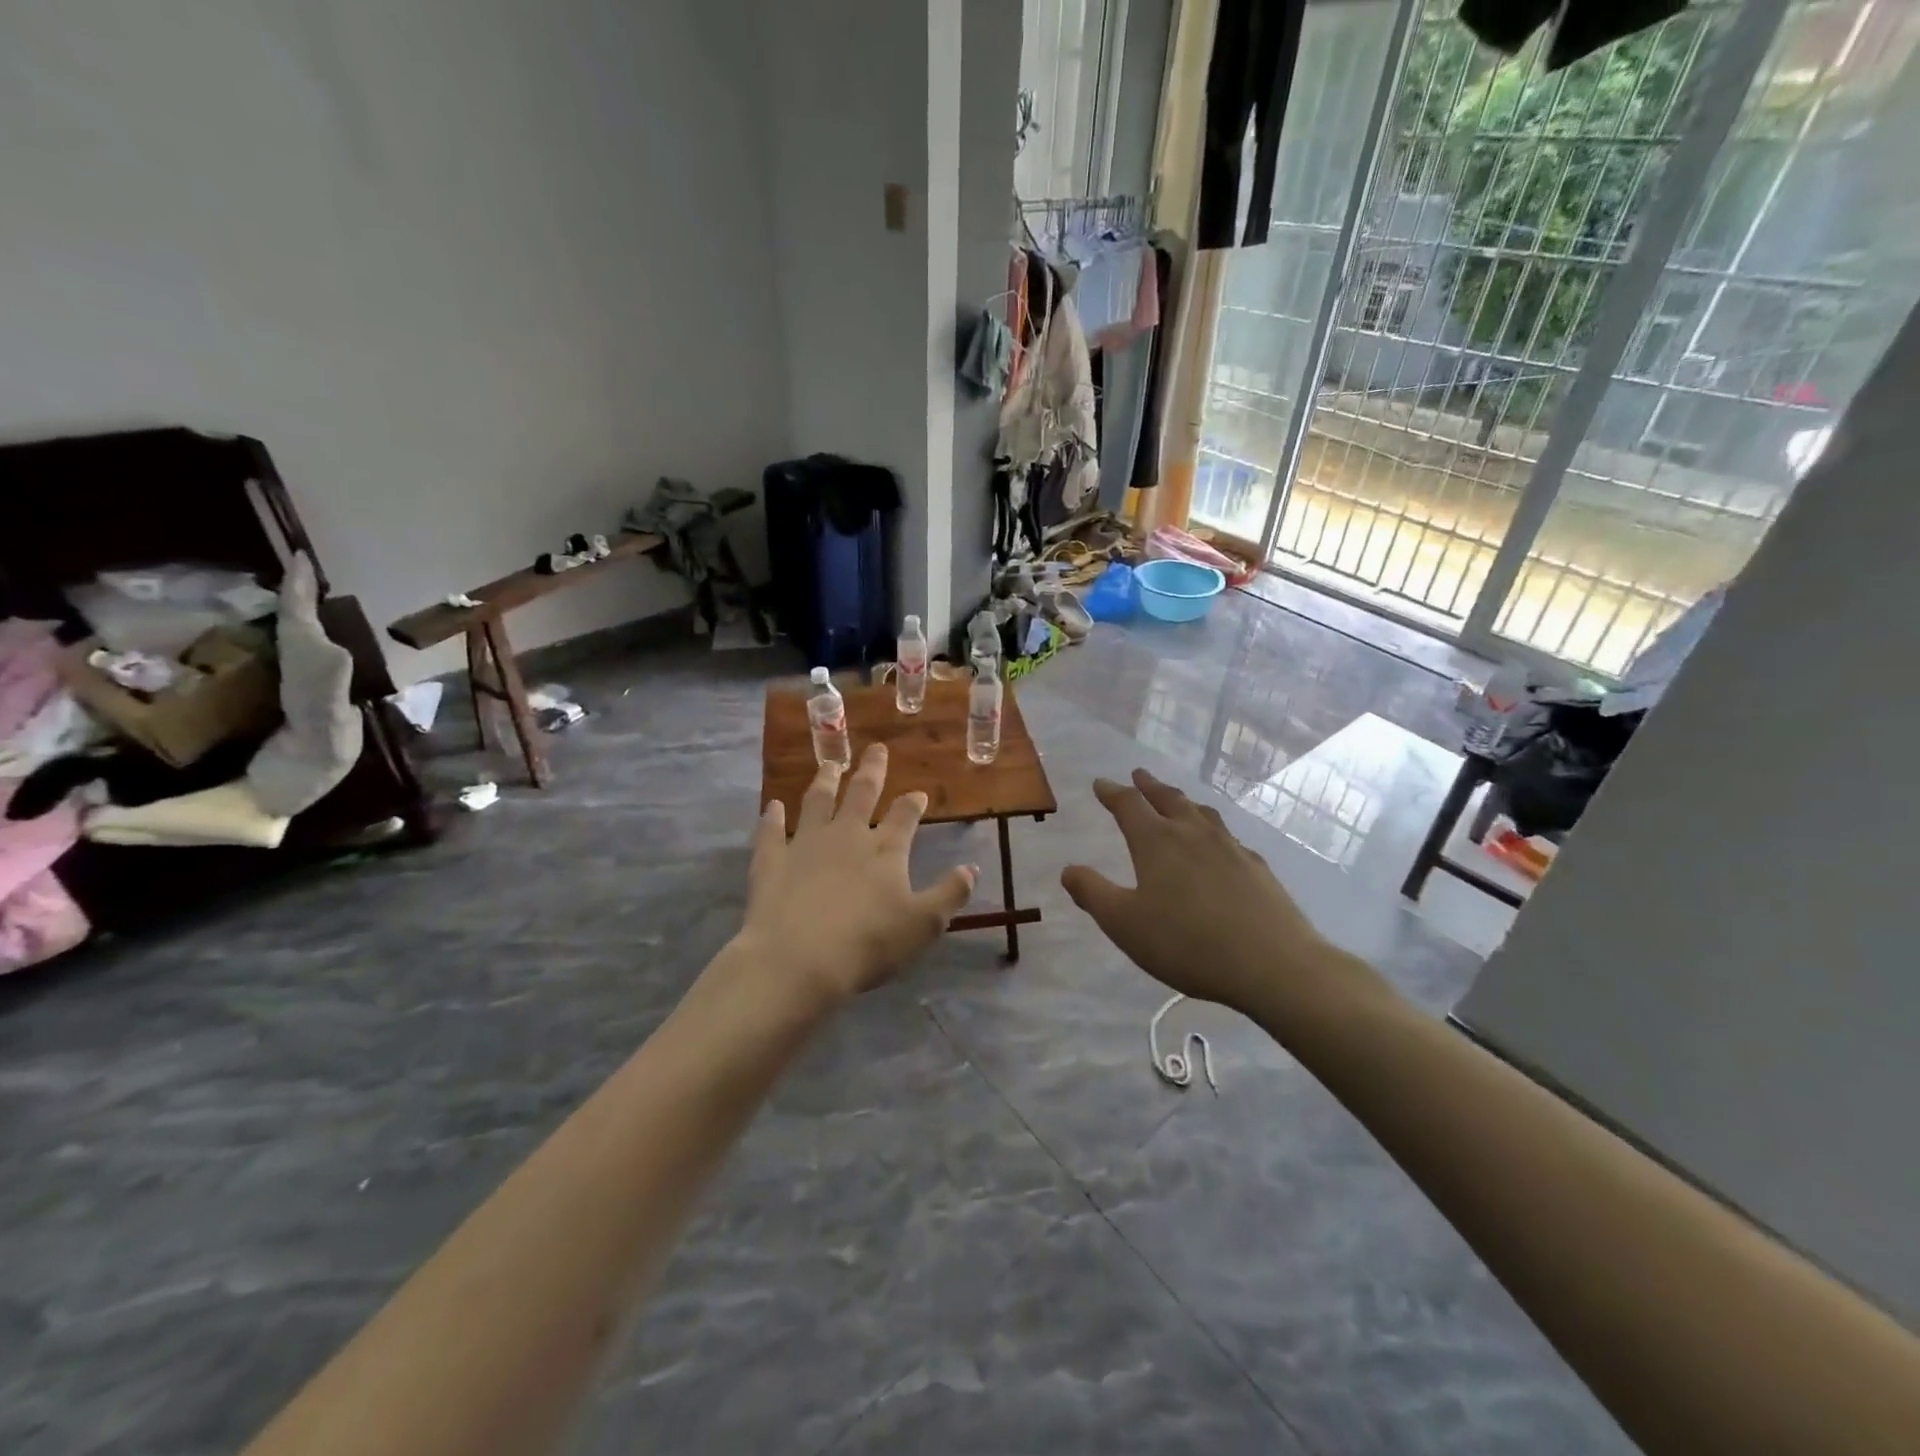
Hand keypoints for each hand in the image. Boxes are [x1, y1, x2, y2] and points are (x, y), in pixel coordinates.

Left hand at [739, 744, 976, 1007]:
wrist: (798, 960)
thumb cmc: (868, 944)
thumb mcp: (923, 925)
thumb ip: (950, 894)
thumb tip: (972, 868)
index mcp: (885, 850)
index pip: (904, 816)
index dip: (913, 803)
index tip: (918, 793)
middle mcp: (846, 836)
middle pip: (861, 794)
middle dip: (872, 771)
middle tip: (876, 749)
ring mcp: (805, 844)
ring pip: (817, 802)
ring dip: (825, 781)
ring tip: (829, 765)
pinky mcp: (771, 861)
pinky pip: (770, 832)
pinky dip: (771, 817)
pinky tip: (772, 806)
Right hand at [1061, 770, 1383, 1022]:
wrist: (1273, 964)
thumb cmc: (1187, 943)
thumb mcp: (1124, 924)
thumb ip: (1092, 893)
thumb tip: (1069, 869)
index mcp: (1157, 842)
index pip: (1128, 804)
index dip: (1112, 792)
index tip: (1100, 784)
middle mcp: (1193, 833)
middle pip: (1168, 799)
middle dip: (1149, 786)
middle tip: (1138, 775)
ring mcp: (1230, 847)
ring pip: (1201, 812)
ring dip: (1182, 801)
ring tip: (1176, 800)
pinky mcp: (1257, 868)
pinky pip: (1227, 836)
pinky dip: (1212, 829)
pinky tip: (1218, 844)